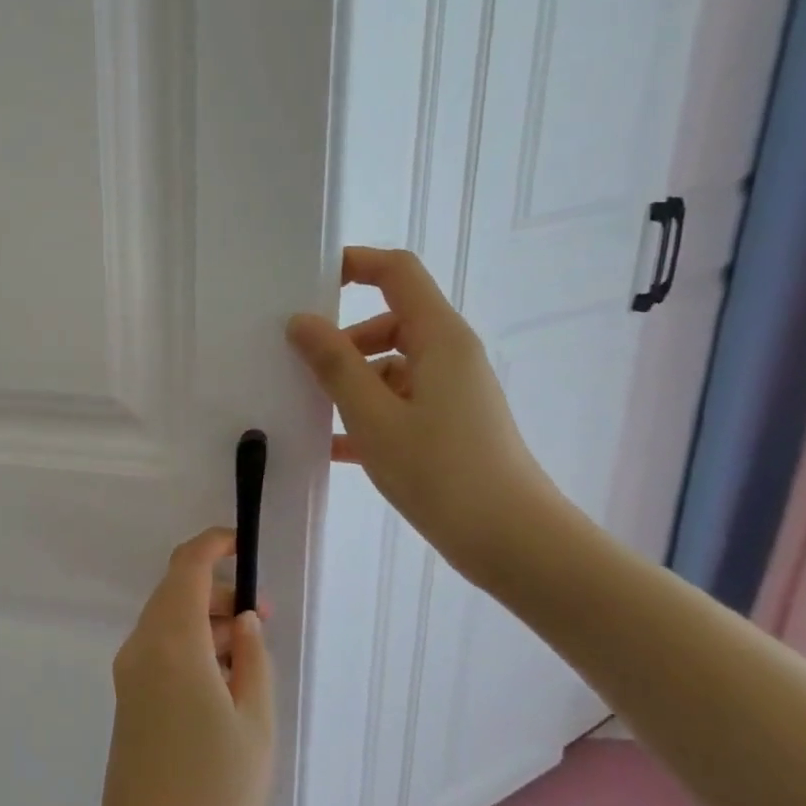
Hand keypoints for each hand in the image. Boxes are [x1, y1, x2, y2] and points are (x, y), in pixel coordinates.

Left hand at [93, 528, 273, 805]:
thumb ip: (251, 659)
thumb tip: (242, 619)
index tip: (243, 543)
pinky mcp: (128, 699)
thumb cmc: (217, 794)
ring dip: (205, 621)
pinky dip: (190, 646)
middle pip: (174, 593)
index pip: (185, 568)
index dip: (213, 545)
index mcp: (171, 644)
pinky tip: (223, 682)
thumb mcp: (255, 723)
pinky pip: (159, 651)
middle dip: (216, 590)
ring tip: (250, 654)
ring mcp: (128, 674)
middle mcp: (141, 648)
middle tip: (262, 620)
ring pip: (167, 622)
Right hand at [286, 246, 561, 581]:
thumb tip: (301, 321)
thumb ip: (335, 364)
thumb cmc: (441, 470)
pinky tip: (329, 445)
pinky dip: (365, 414)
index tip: (307, 282)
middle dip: (341, 339)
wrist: (510, 540)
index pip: (397, 273)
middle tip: (295, 364)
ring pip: (388, 367)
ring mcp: (449, 392)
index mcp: (438, 339)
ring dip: (348, 382)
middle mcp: (448, 356)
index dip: (355, 264)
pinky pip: (396, 403)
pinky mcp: (446, 425)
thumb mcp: (374, 416)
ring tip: (306, 410)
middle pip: (388, 322)